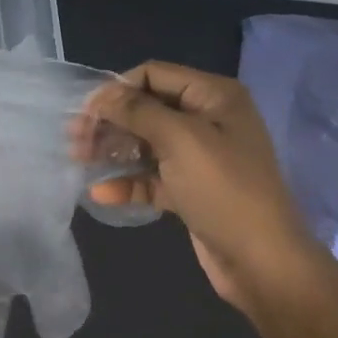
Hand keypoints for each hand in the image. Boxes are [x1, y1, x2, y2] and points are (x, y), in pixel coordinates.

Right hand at [84, 61, 329, 311]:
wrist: (263, 263)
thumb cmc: (224, 190)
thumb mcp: (180, 140)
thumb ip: (137, 111)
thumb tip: (101, 95)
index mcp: (214, 96)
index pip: (154, 74)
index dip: (118, 88)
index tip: (86, 112)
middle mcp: (208, 120)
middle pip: (147, 109)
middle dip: (110, 121)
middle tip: (74, 138)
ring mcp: (200, 157)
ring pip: (146, 143)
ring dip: (112, 150)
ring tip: (78, 160)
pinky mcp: (191, 190)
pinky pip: (152, 177)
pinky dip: (128, 182)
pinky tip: (101, 193)